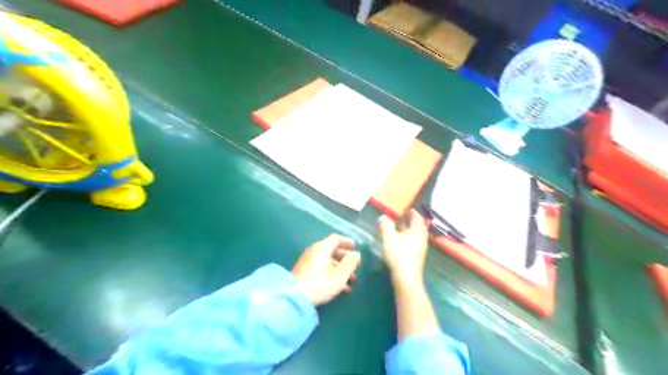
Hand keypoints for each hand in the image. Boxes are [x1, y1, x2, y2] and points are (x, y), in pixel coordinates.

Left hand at [291, 236, 360, 305]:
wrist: (295, 298)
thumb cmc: (321, 283)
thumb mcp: (340, 274)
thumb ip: (350, 263)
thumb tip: (356, 254)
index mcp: (322, 248)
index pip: (336, 238)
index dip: (346, 242)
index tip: (355, 247)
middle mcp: (314, 252)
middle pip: (332, 250)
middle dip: (345, 258)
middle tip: (355, 265)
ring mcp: (308, 262)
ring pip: (327, 261)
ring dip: (340, 268)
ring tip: (352, 280)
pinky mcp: (304, 273)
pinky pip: (321, 269)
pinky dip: (332, 274)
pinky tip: (341, 287)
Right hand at [377, 210, 430, 284]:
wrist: (406, 278)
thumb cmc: (399, 254)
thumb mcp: (389, 237)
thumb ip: (385, 225)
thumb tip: (382, 217)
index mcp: (417, 230)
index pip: (417, 217)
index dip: (411, 212)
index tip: (405, 209)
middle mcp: (422, 237)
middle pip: (418, 225)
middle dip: (410, 220)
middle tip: (401, 217)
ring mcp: (421, 247)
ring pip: (416, 234)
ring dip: (409, 229)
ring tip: (398, 228)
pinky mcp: (417, 255)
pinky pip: (414, 241)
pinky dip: (408, 237)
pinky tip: (399, 241)